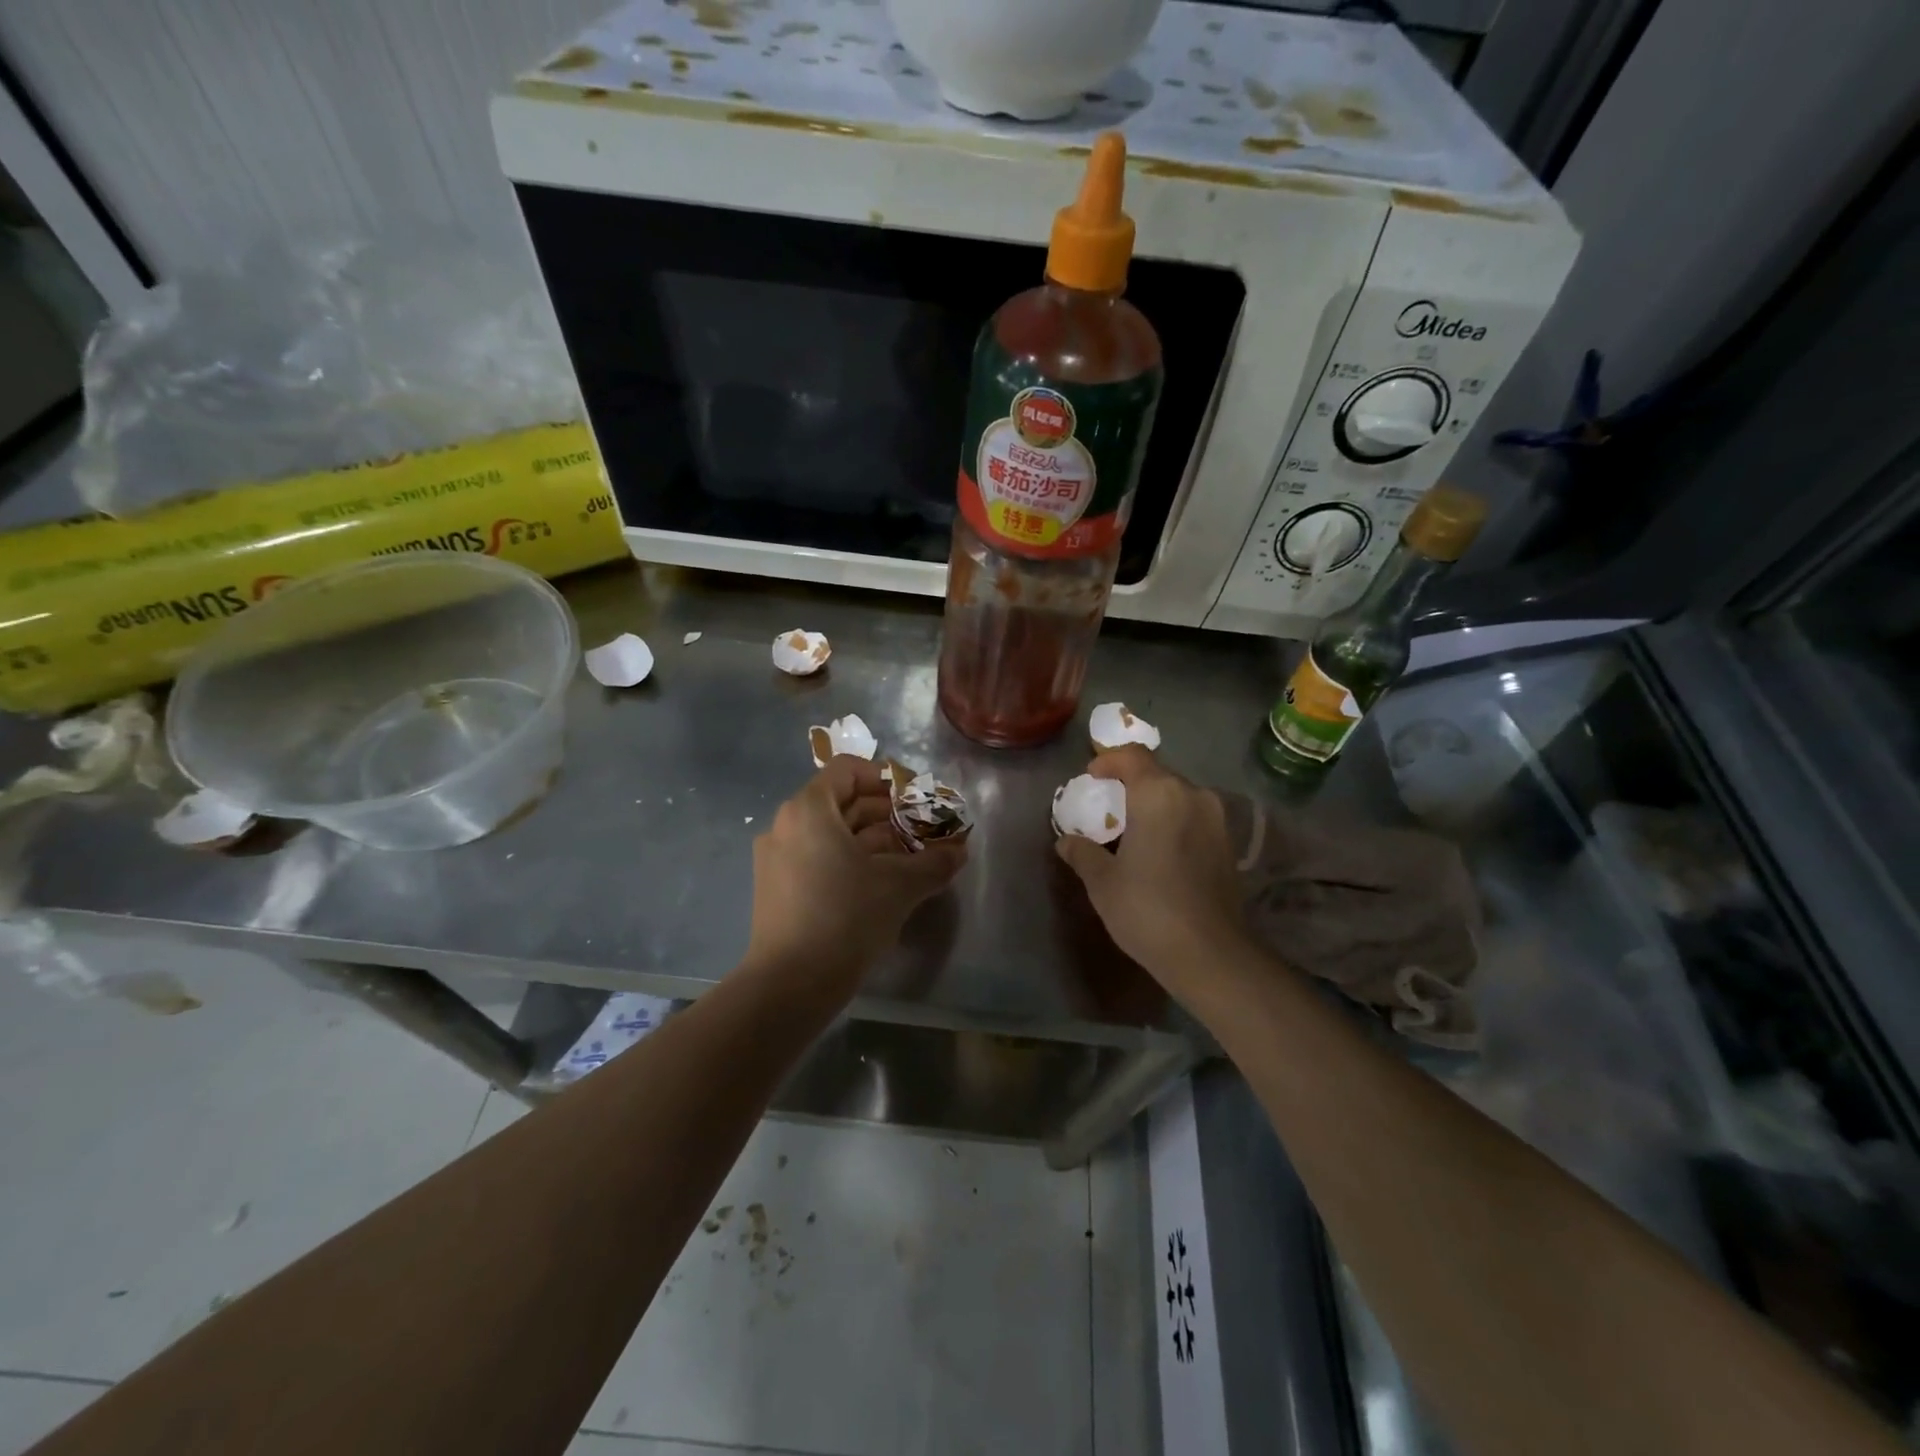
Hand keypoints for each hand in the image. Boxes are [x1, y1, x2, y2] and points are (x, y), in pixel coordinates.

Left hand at [745, 755, 965, 993]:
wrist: (790, 985)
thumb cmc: (846, 918)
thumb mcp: (900, 886)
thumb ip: (934, 862)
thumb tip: (960, 851)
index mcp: (809, 810)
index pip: (848, 770)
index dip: (886, 778)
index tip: (916, 797)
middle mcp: (786, 825)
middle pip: (842, 802)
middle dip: (887, 813)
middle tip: (923, 830)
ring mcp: (777, 858)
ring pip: (832, 834)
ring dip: (873, 839)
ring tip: (910, 857)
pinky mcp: (777, 888)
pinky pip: (819, 858)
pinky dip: (851, 860)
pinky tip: (881, 883)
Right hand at [1055, 746, 1247, 979]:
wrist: (1208, 953)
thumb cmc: (1146, 908)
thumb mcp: (1102, 881)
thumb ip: (1083, 853)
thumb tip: (1066, 842)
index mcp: (1159, 794)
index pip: (1133, 756)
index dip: (1109, 760)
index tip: (1092, 777)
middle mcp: (1192, 796)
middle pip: (1158, 773)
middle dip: (1131, 783)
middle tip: (1108, 805)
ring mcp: (1216, 819)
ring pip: (1179, 796)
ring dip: (1155, 803)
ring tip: (1133, 828)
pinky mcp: (1229, 844)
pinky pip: (1194, 817)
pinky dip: (1174, 822)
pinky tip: (1159, 849)